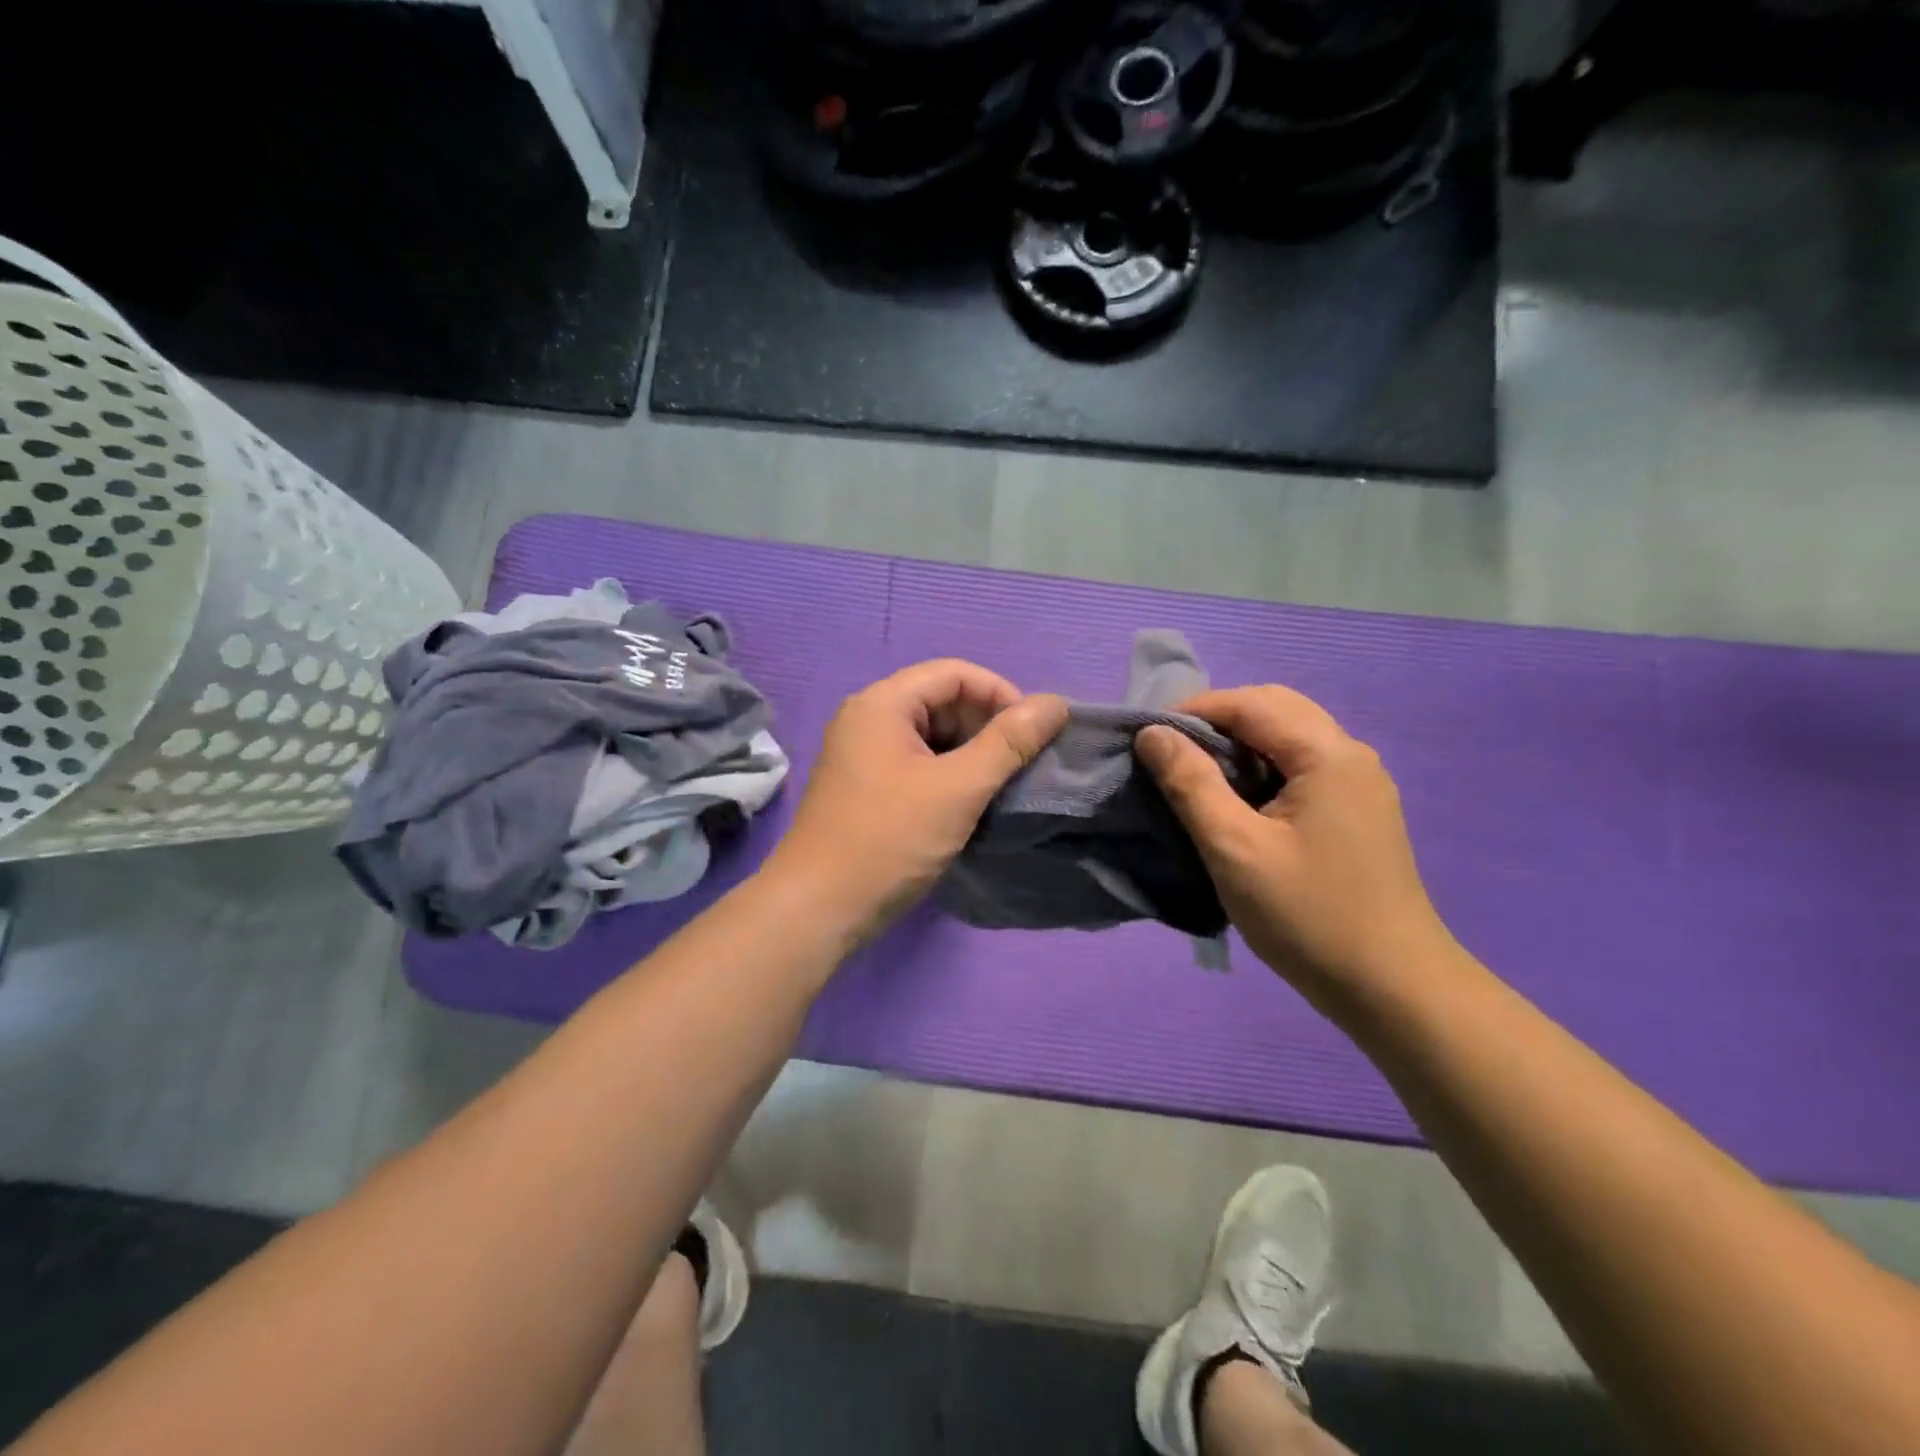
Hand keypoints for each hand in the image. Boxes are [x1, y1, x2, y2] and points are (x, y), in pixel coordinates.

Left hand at [765, 659, 1068, 943]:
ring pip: (930, 735)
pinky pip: (916, 763)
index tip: (1035, 733)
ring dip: (970, 753)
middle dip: (986, 725)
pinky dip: (948, 774)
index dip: (1001, 694)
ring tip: (1001, 784)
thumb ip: (1009, 742)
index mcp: (882, 704)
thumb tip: (1056, 703)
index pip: (954, 674)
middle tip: (1021, 764)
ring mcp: (862, 754)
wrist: (819, 908)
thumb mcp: (958, 788)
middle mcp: (867, 718)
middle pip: (941, 701)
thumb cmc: (889, 839)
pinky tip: (970, 802)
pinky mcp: (865, 786)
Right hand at [1136, 685, 1455, 1006]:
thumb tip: (1153, 733)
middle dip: (1217, 721)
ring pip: (1289, 737)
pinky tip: (1237, 800)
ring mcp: (1359, 784)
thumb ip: (1191, 784)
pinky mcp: (1357, 811)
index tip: (1147, 737)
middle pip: (1275, 710)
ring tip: (1195, 775)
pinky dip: (1261, 767)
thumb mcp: (1235, 849)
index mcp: (1328, 755)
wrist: (1392, 989)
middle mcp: (1350, 756)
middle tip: (1170, 754)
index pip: (1251, 704)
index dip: (1193, 711)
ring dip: (1239, 744)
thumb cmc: (1308, 916)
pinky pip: (1301, 766)